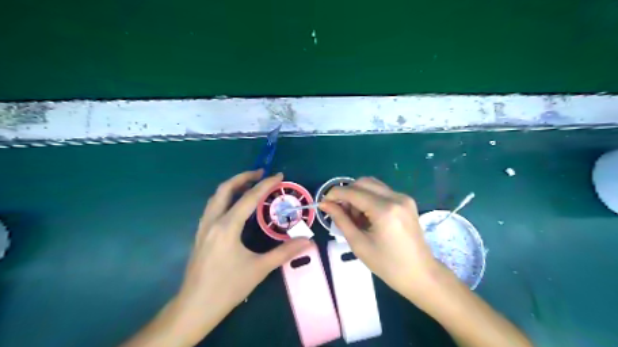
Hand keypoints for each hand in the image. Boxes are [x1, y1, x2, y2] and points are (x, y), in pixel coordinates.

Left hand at [124, 171, 310, 346]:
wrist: (194, 308)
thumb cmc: (227, 288)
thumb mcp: (259, 269)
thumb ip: (284, 252)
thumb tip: (308, 241)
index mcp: (227, 227)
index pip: (249, 198)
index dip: (265, 184)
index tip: (278, 175)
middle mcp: (212, 222)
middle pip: (225, 189)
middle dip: (243, 177)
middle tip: (260, 174)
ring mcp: (203, 228)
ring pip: (215, 197)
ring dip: (232, 186)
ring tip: (249, 185)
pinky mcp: (200, 235)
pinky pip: (212, 207)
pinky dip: (225, 198)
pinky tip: (234, 207)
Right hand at [318, 176, 438, 300]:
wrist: (421, 274)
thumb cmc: (388, 265)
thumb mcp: (359, 244)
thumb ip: (341, 220)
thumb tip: (325, 204)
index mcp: (384, 210)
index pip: (353, 191)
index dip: (334, 194)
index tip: (323, 203)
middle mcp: (396, 197)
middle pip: (362, 182)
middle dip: (346, 193)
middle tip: (340, 212)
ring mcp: (403, 197)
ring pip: (372, 184)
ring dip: (358, 195)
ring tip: (355, 217)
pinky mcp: (406, 201)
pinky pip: (381, 191)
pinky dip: (369, 198)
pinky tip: (367, 215)